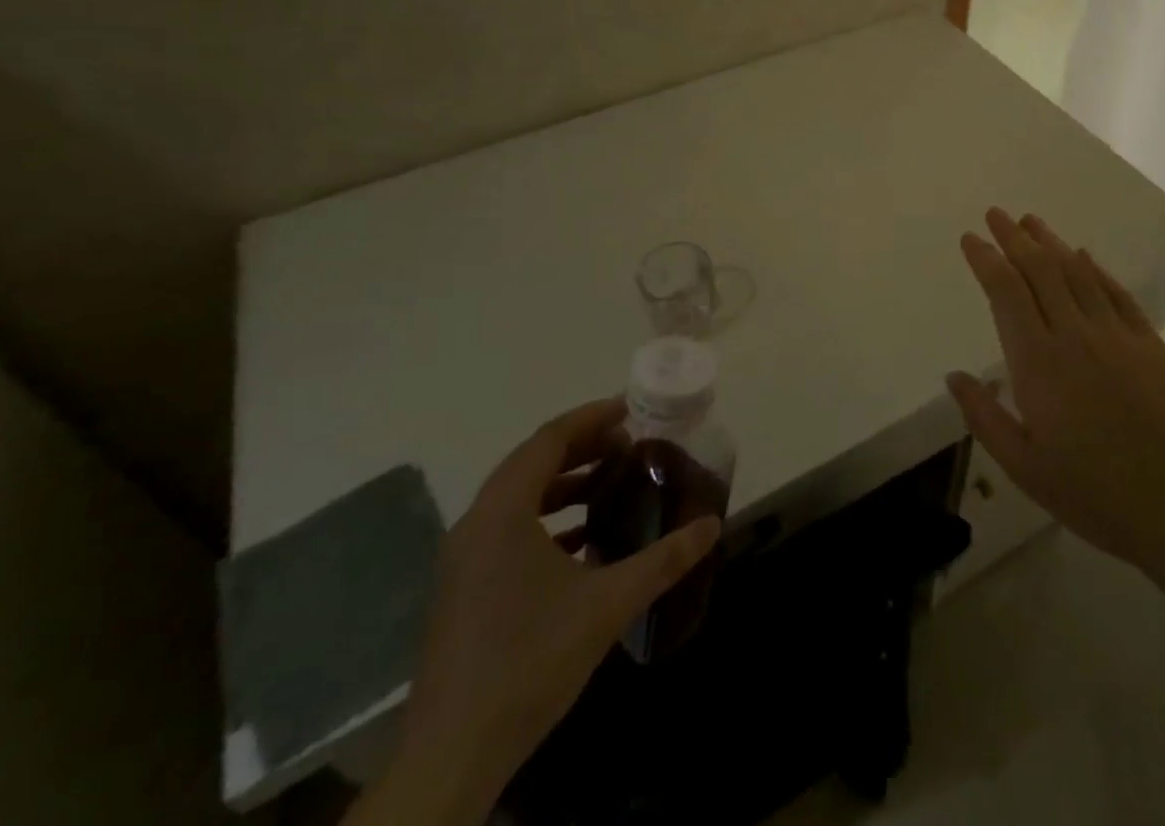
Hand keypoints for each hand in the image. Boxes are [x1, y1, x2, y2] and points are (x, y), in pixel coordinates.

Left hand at [365, 399, 720, 824]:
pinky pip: (509, 528)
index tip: (631, 410)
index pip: (549, 439)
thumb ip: (663, 559)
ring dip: (565, 482)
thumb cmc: (531, 659)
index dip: (592, 417)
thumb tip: (711, 525)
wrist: (453, 753)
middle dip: (582, 446)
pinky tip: (584, 540)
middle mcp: (477, 522)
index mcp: (503, 510)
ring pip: (519, 496)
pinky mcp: (464, 587)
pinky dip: (548, 518)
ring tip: (611, 482)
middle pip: (533, 461)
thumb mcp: (608, 603)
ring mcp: (464, 557)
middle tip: (629, 443)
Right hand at [947, 209, 1164, 582]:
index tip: (970, 239)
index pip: (1006, 292)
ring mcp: (1118, 336)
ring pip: (1077, 274)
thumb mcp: (1024, 467)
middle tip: (995, 214)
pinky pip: (1117, 294)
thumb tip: (955, 376)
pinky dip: (1096, 269)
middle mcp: (1075, 335)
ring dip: (1051, 243)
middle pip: (1040, 270)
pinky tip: (1084, 256)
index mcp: (1038, 363)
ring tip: (1032, 221)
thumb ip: (985, 417)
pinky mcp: (1151, 345)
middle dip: (1014, 238)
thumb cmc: (1094, 494)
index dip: (986, 260)